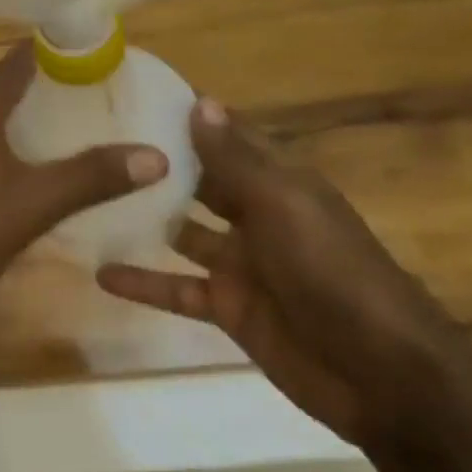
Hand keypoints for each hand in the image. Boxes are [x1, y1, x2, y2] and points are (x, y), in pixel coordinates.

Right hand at [97, 98, 471, 448]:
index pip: (227, 136)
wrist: (383, 376)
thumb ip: (236, 160)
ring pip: (182, 233)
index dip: (189, 116)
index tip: (134, 95)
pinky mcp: (229, 308)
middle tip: (96, 144)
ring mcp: (241, 264)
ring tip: (89, 201)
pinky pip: (177, 288)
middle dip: (157, 165)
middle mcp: (256, 215)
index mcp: (278, 182)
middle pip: (200, 182)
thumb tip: (200, 102)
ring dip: (145, 220)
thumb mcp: (283, 206)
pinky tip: (100, 274)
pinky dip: (144, 283)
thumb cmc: (334, 273)